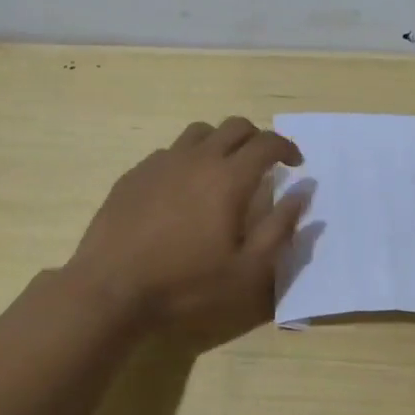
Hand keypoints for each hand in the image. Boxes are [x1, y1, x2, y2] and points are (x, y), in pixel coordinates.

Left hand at [65, 117, 308, 349]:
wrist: (111, 288)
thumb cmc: (186, 284)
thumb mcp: (247, 270)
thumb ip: (280, 228)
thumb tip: (303, 193)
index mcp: (229, 178)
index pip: (267, 143)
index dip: (287, 147)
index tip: (295, 163)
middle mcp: (197, 158)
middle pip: (235, 126)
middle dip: (257, 138)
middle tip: (263, 163)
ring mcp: (162, 162)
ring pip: (200, 132)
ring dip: (221, 142)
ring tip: (223, 169)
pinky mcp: (135, 173)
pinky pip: (170, 151)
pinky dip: (188, 158)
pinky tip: (183, 188)